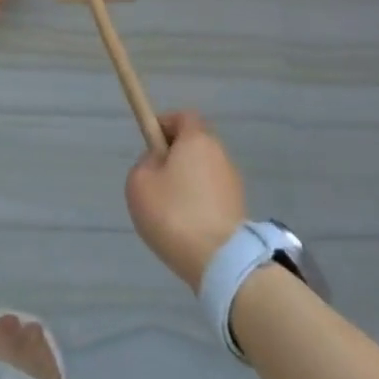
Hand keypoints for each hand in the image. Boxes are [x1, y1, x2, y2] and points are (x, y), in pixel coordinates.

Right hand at [125, 110, 247, 290]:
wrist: (221, 261)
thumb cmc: (174, 213)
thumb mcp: (139, 182)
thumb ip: (145, 163)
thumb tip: (159, 163)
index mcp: (197, 140)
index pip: (183, 117)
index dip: (164, 124)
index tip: (149, 143)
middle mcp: (220, 155)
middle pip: (195, 145)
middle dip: (174, 157)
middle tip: (154, 179)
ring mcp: (233, 184)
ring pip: (203, 172)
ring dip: (187, 182)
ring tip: (168, 209)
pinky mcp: (239, 209)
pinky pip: (212, 196)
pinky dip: (198, 203)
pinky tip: (185, 226)